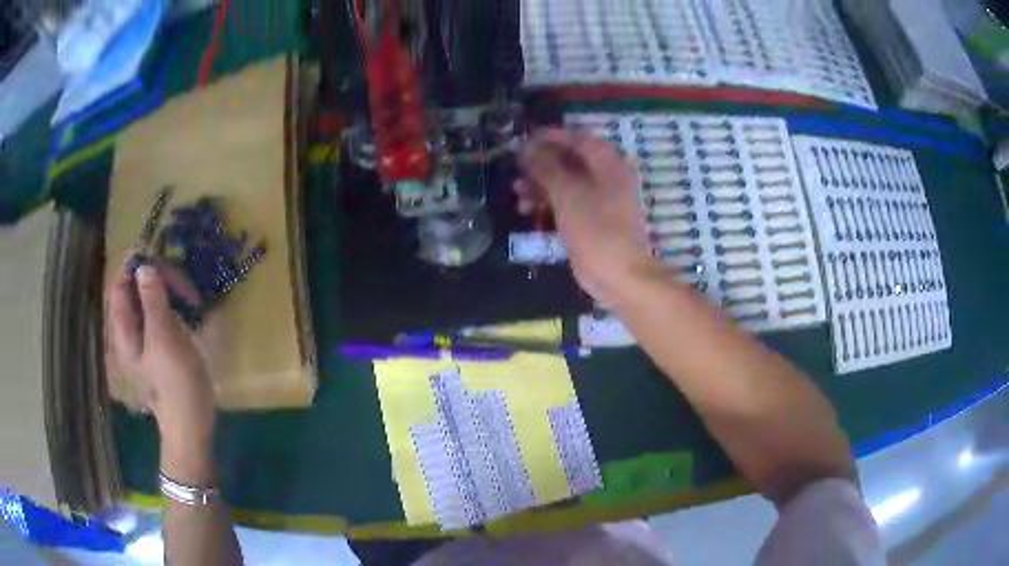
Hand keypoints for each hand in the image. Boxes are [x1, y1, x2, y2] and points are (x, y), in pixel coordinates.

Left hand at [108, 263, 215, 483]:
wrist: (191, 420)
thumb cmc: (175, 381)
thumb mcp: (164, 338)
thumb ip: (153, 302)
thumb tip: (144, 266)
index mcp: (124, 331)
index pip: (119, 288)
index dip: (130, 268)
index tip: (150, 251)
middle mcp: (130, 331)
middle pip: (131, 293)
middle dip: (146, 275)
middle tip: (169, 267)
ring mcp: (146, 338)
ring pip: (146, 302)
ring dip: (159, 287)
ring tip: (178, 281)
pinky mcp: (161, 344)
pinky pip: (159, 314)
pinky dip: (167, 302)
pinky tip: (182, 301)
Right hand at [516, 129, 658, 304]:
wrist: (619, 274)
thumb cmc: (595, 228)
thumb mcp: (567, 193)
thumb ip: (547, 168)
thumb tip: (529, 150)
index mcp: (607, 162)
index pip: (577, 138)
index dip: (549, 137)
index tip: (524, 141)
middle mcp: (606, 176)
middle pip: (570, 160)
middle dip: (541, 163)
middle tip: (516, 167)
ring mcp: (599, 199)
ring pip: (566, 182)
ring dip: (540, 184)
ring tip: (516, 191)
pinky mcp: (591, 220)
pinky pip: (567, 202)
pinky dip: (549, 202)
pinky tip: (527, 209)